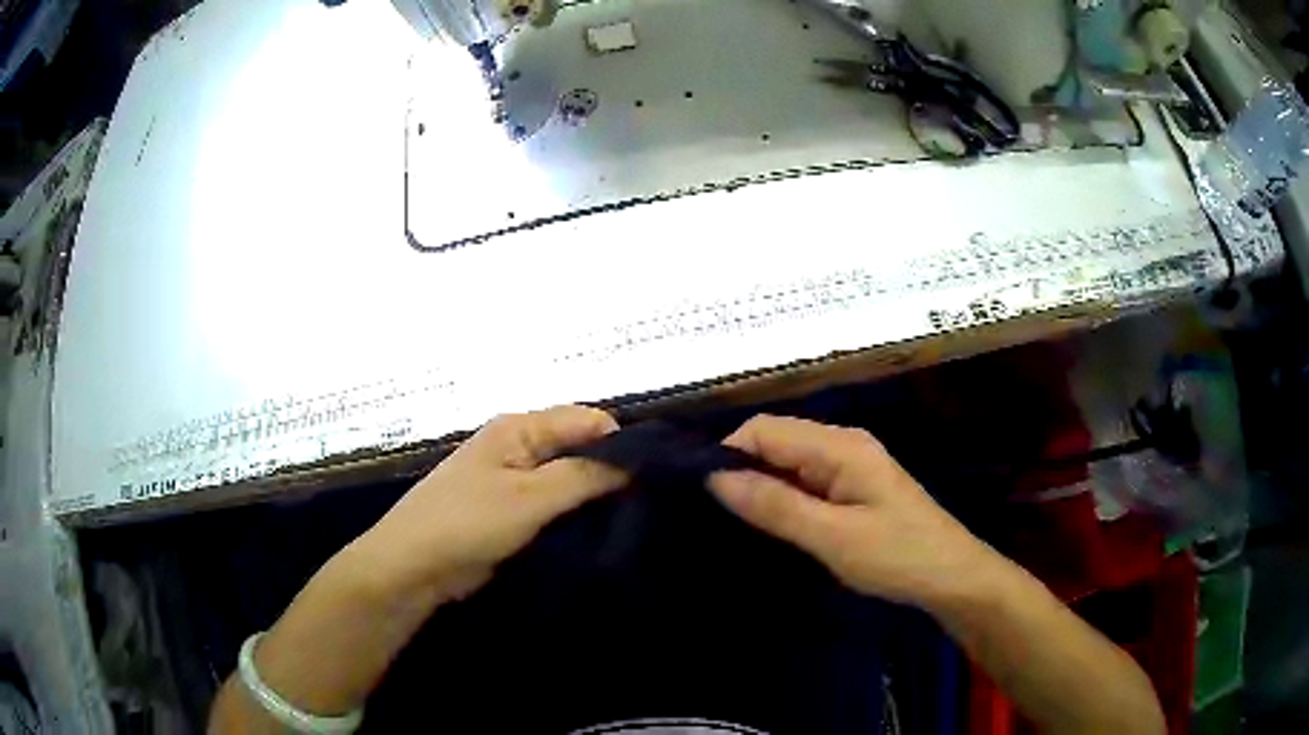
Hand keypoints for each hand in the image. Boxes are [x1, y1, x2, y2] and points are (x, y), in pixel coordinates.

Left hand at [351, 405, 626, 602]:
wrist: (413, 566)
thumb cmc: (467, 523)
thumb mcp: (529, 498)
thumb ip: (583, 476)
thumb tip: (634, 461)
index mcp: (520, 427)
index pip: (588, 420)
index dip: (620, 444)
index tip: (651, 478)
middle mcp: (518, 445)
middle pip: (579, 447)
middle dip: (609, 471)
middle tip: (645, 504)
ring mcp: (513, 478)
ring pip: (567, 478)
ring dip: (592, 496)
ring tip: (629, 520)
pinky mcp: (510, 509)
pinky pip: (553, 503)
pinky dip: (573, 514)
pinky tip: (596, 532)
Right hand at [709, 415, 1003, 609]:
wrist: (952, 577)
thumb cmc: (897, 556)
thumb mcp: (832, 537)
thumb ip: (775, 505)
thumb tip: (715, 476)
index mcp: (840, 445)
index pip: (765, 429)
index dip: (728, 453)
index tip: (700, 494)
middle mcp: (843, 443)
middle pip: (776, 440)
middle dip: (741, 469)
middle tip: (710, 512)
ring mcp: (850, 464)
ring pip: (788, 461)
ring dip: (760, 485)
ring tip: (729, 520)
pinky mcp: (853, 487)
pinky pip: (805, 480)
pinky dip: (782, 496)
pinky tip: (767, 523)